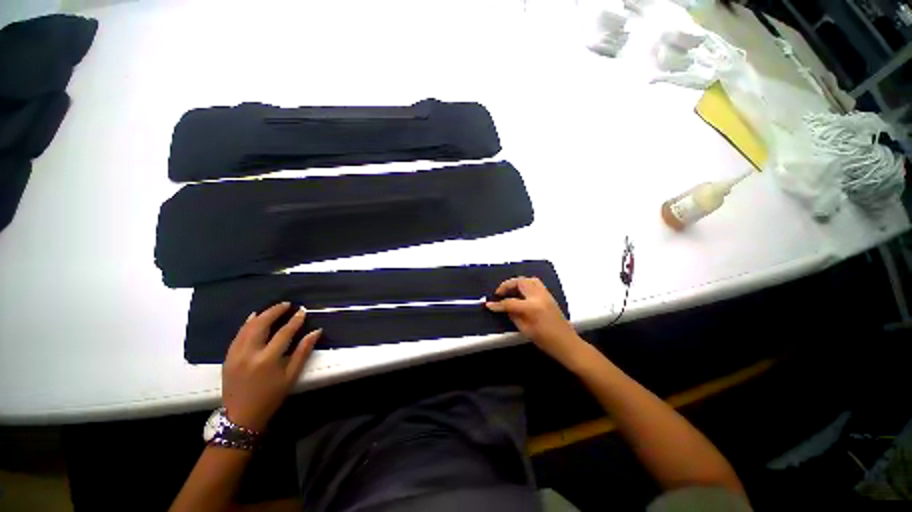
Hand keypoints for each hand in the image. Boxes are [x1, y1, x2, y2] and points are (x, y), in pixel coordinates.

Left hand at [222, 302, 321, 431]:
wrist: (241, 417)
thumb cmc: (271, 397)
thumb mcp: (291, 376)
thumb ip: (303, 352)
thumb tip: (316, 331)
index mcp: (267, 360)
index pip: (284, 333)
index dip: (294, 321)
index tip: (302, 311)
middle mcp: (249, 354)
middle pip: (261, 325)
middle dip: (274, 312)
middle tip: (287, 304)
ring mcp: (235, 355)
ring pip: (247, 328)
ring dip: (261, 315)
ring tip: (273, 308)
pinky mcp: (228, 357)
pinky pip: (237, 335)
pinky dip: (246, 324)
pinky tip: (253, 318)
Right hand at [486, 277, 583, 364]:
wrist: (567, 343)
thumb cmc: (545, 341)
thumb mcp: (525, 330)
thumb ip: (513, 315)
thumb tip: (504, 307)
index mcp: (532, 308)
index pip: (510, 302)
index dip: (498, 304)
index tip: (489, 305)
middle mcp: (538, 297)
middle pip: (519, 282)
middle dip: (507, 286)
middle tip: (499, 293)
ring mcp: (545, 294)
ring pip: (528, 279)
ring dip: (516, 282)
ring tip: (509, 291)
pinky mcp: (549, 295)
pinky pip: (535, 283)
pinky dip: (525, 284)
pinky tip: (520, 292)